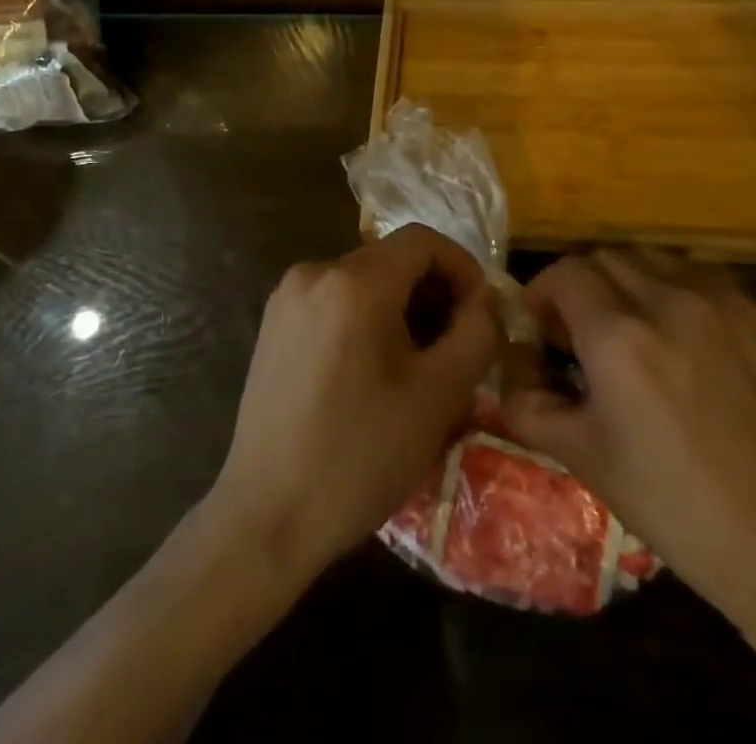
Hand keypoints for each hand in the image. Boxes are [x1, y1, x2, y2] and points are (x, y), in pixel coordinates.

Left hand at [204, 224, 501, 585]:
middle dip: (433, 293)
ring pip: (364, 281)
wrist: (267, 516)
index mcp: (354, 281)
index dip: (462, 267)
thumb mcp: (438, 396)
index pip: (422, 240)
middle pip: (392, 259)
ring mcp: (287, 297)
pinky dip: (366, 319)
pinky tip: (374, 372)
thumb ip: (476, 333)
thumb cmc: (360, 456)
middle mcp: (314, 272)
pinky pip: (334, 301)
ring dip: (401, 308)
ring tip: (419, 366)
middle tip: (456, 347)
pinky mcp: (273, 324)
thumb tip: (488, 299)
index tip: (480, 314)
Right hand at [501, 250, 755, 637]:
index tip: (545, 328)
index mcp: (620, 335)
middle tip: (588, 332)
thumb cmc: (676, 506)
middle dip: (586, 286)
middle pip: (608, 257)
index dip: (544, 294)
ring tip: (641, 333)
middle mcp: (671, 300)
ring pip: (659, 260)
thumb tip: (511, 365)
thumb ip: (528, 402)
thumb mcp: (583, 458)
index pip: (564, 274)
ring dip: (635, 285)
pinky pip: (710, 284)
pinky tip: (696, 351)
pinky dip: (686, 300)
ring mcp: (728, 303)